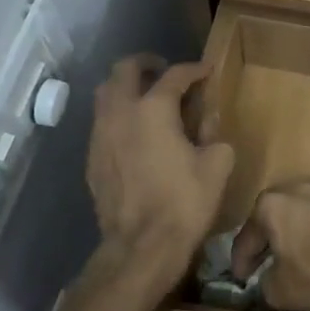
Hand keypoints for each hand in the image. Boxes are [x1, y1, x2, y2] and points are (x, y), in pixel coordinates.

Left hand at [87, 56, 233, 266]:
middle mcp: (120, 113)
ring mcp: (100, 136)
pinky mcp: (92, 159)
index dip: (193, 69)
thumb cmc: (184, 202)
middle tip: (164, 71)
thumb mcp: (217, 165)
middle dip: (146, 64)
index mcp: (154, 109)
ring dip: (126, 88)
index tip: (206, 70)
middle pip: (124, 70)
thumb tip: (207, 126)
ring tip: (147, 99)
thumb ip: (214, 135)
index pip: (175, 76)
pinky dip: (118, 116)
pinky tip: (135, 133)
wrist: (141, 246)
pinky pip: (102, 123)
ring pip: (105, 94)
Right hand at [230, 177, 309, 310]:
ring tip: (302, 249)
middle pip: (275, 214)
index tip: (241, 279)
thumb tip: (268, 280)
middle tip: (268, 260)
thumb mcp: (280, 291)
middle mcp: (296, 187)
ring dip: (300, 227)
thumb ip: (265, 284)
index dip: (241, 262)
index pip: (246, 238)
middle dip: (270, 237)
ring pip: (304, 208)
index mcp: (270, 206)